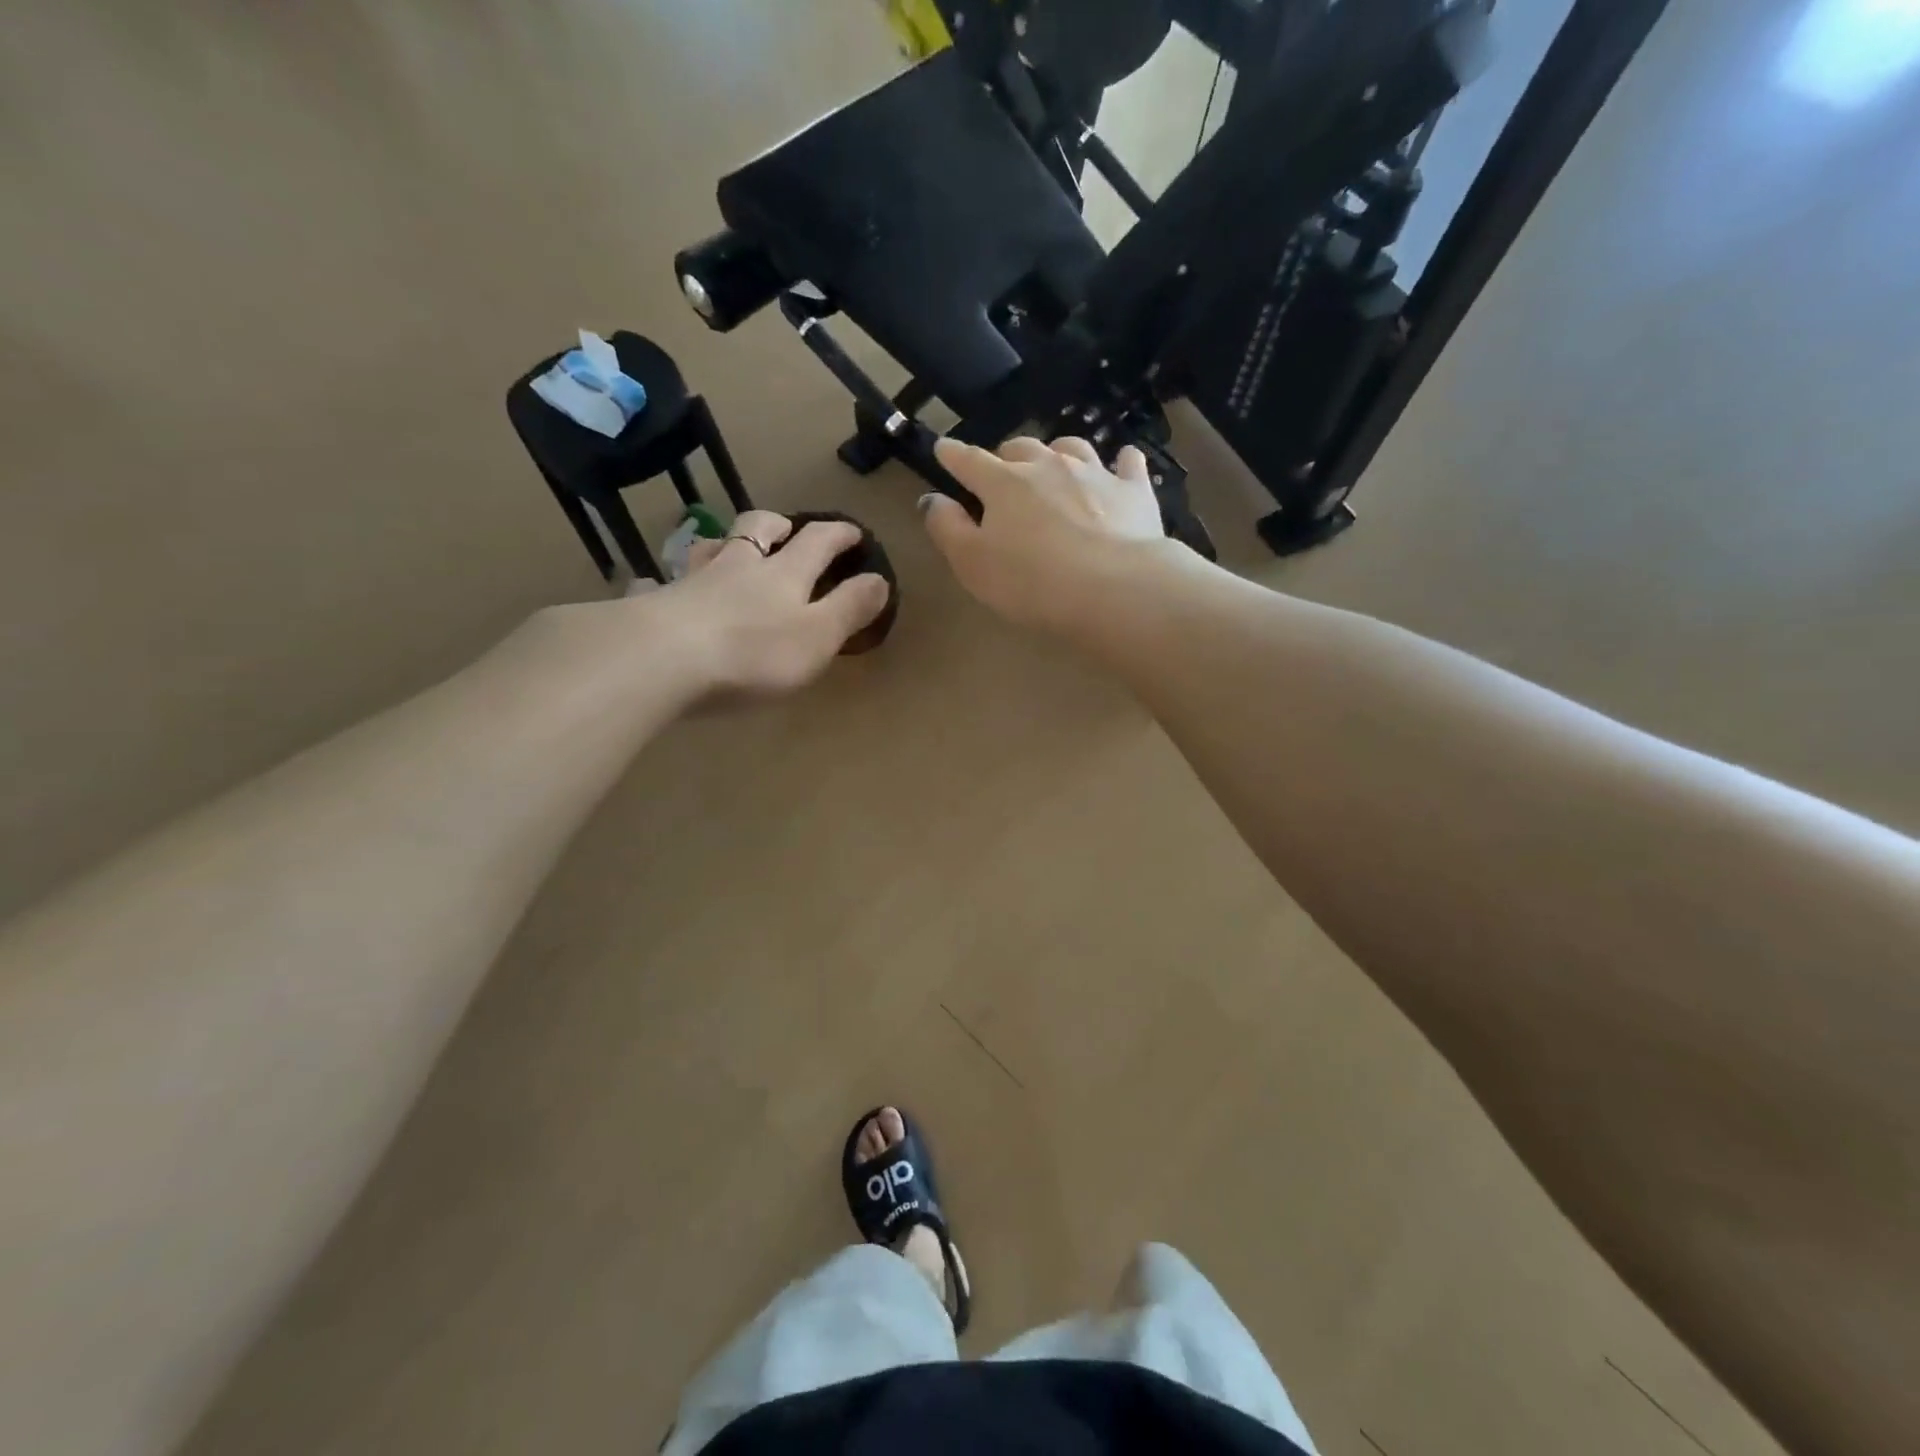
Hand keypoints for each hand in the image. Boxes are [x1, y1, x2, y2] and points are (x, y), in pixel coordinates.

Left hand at [641, 510, 888, 696]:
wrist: (664, 660)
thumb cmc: (754, 653)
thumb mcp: (819, 635)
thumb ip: (850, 608)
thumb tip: (879, 579)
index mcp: (784, 573)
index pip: (818, 541)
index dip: (839, 534)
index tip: (854, 532)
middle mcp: (737, 566)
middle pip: (756, 529)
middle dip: (778, 525)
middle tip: (787, 528)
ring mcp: (691, 581)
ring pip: (709, 548)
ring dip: (722, 543)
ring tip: (727, 548)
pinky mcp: (654, 604)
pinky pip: (656, 584)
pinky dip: (661, 582)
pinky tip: (654, 587)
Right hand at [923, 435, 1173, 631]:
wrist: (1114, 588)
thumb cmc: (1032, 582)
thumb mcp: (972, 564)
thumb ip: (947, 528)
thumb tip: (932, 499)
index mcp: (1003, 484)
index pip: (969, 461)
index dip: (952, 455)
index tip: (943, 449)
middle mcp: (1048, 466)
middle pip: (1021, 448)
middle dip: (1007, 457)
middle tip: (1003, 475)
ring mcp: (1094, 474)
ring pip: (1071, 448)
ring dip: (1057, 453)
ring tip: (1055, 466)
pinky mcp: (1133, 491)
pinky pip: (1127, 464)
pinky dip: (1120, 462)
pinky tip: (1121, 463)